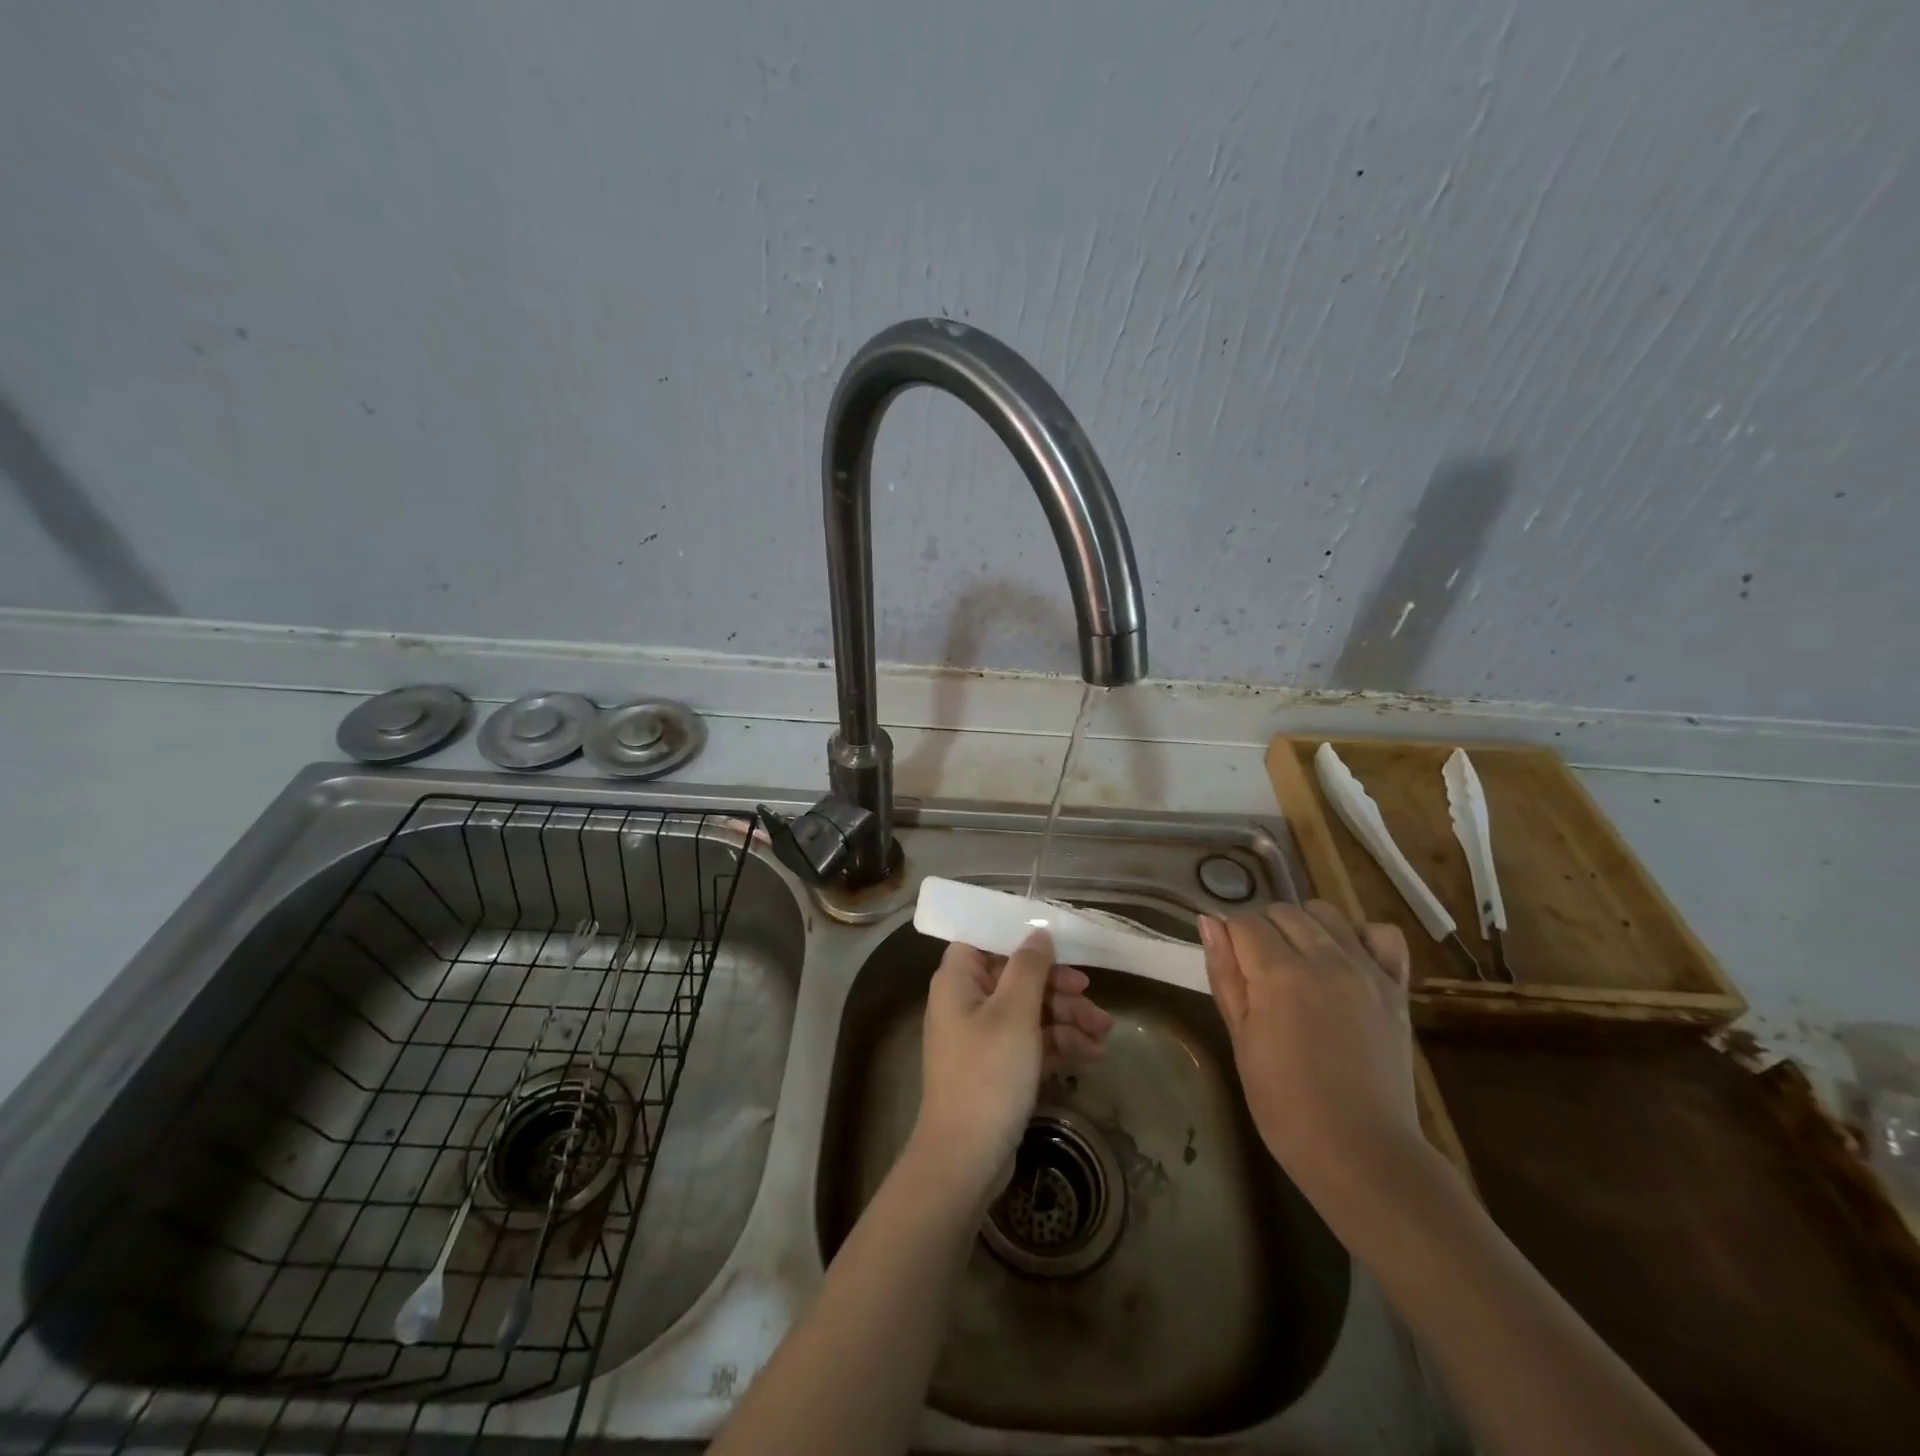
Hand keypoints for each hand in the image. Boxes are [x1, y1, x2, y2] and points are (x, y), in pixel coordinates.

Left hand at [913, 931, 1112, 1198]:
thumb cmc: (987, 1074)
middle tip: (1091, 997)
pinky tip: (1093, 1054)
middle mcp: (966, 1002)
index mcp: (958, 980)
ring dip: (1067, 1018)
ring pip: (1030, 1011)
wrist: (966, 1160)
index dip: (1020, 939)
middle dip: (1057, 987)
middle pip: (1016, 977)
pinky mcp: (999, 1068)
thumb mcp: (1014, 1013)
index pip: (985, 940)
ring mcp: (983, 1038)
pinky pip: (1032, 1042)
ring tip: (1105, 1034)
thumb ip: (1029, 967)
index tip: (1059, 944)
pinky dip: (1060, 1044)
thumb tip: (1038, 933)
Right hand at [1201, 901, 1419, 1206]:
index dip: (1229, 937)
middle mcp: (1324, 958)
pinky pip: (1381, 935)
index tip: (1230, 965)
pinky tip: (1345, 960)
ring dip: (1303, 927)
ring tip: (1297, 964)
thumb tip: (1209, 922)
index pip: (1243, 921)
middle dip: (1262, 930)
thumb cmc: (1285, 1104)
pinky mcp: (1396, 988)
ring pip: (1325, 913)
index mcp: (1279, 974)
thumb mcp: (1240, 1039)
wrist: (1362, 1153)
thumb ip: (1225, 975)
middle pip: (1282, 911)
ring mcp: (1366, 970)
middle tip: (1258, 972)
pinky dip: (1360, 936)